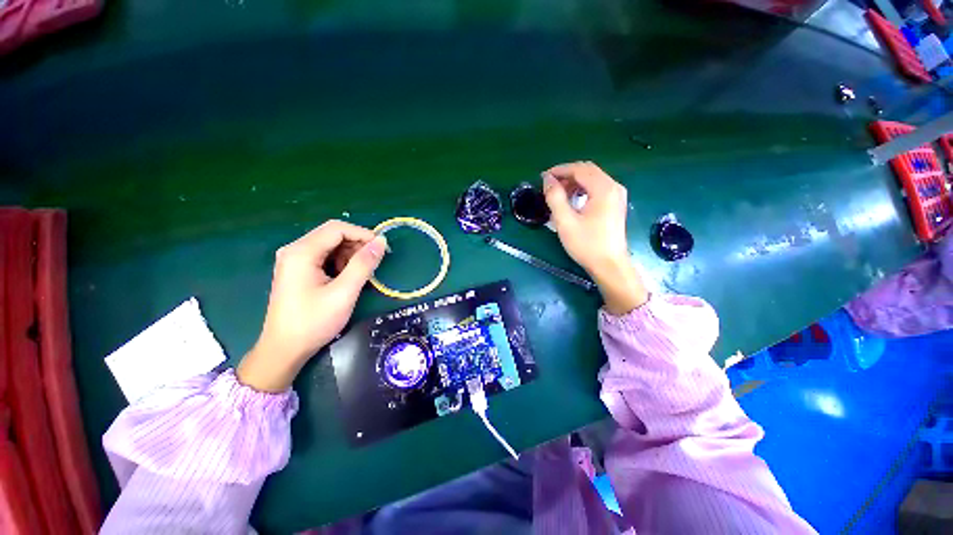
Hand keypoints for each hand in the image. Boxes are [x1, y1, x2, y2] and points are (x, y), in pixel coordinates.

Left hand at [237, 220, 387, 391]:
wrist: (284, 349)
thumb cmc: (313, 322)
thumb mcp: (344, 293)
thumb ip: (363, 264)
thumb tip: (381, 242)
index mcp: (301, 252)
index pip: (337, 229)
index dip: (363, 234)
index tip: (382, 249)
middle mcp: (295, 250)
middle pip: (332, 235)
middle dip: (357, 245)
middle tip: (374, 262)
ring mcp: (294, 260)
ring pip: (330, 245)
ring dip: (350, 254)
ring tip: (361, 273)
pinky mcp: (298, 270)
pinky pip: (324, 257)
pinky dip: (340, 262)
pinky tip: (347, 278)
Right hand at [542, 161, 647, 314]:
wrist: (609, 265)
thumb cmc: (586, 244)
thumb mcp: (565, 221)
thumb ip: (554, 197)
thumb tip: (547, 179)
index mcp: (604, 189)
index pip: (580, 169)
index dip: (560, 170)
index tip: (543, 178)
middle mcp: (614, 187)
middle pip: (588, 171)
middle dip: (567, 175)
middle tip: (549, 186)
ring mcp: (617, 196)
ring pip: (593, 179)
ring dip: (574, 182)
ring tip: (558, 194)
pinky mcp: (616, 204)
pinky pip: (597, 188)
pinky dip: (583, 189)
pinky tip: (572, 200)